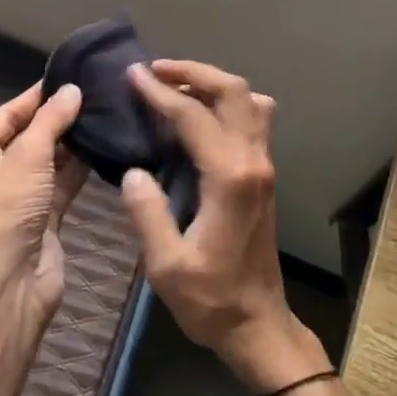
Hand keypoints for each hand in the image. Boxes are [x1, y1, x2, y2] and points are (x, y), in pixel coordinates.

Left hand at [0, 82, 86, 329]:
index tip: (71, 76)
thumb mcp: (27, 157)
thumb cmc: (6, 212)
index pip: (8, 114)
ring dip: (72, 143)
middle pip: (29, 136)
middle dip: (59, 119)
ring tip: (105, 114)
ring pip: (47, 161)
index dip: (38, 96)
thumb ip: (51, 121)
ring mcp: (17, 196)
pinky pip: (61, 183)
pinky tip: (104, 147)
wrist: (10, 285)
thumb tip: (72, 90)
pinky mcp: (41, 216)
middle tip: (96, 93)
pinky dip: (79, 168)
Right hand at [119, 61, 329, 393]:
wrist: (259, 325)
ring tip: (175, 86)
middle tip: (155, 70)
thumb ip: (147, 213)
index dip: (159, 91)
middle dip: (194, 71)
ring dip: (213, 83)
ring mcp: (264, 167)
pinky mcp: (263, 176)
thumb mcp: (167, 264)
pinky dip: (226, 102)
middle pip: (234, 91)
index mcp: (229, 178)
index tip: (132, 75)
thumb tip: (134, 170)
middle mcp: (253, 162)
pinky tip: (199, 116)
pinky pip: (253, 120)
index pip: (193, 115)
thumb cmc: (211, 300)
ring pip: (250, 101)